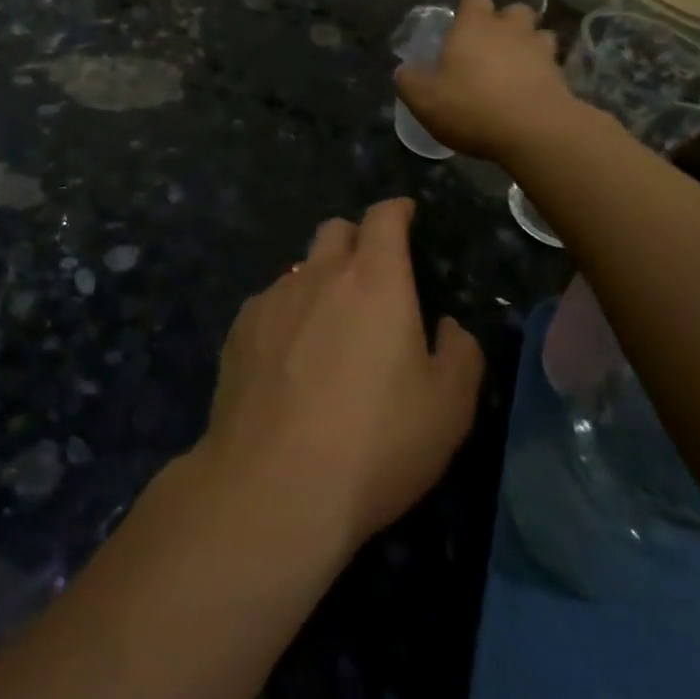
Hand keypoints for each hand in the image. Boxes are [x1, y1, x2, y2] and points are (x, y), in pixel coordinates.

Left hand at [199, 199, 483, 555]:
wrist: (273, 487)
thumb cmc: (375, 443)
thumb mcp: (449, 408)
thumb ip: (460, 354)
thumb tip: (446, 327)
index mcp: (375, 280)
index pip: (384, 217)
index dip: (397, 210)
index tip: (405, 215)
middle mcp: (319, 275)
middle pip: (336, 230)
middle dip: (357, 240)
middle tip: (371, 277)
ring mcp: (272, 299)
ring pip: (299, 268)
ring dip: (319, 282)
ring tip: (328, 331)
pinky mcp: (239, 330)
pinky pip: (269, 304)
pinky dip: (286, 316)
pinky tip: (288, 363)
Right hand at [395, 0, 572, 161]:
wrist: (535, 131)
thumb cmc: (472, 107)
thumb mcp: (424, 100)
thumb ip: (410, 81)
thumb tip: (404, 71)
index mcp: (473, 27)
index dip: (468, 10)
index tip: (459, 30)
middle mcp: (509, 30)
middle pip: (514, 10)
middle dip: (505, 23)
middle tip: (490, 48)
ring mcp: (540, 50)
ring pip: (539, 34)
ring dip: (529, 45)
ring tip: (516, 68)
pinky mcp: (561, 75)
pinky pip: (552, 64)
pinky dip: (543, 73)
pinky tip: (531, 92)